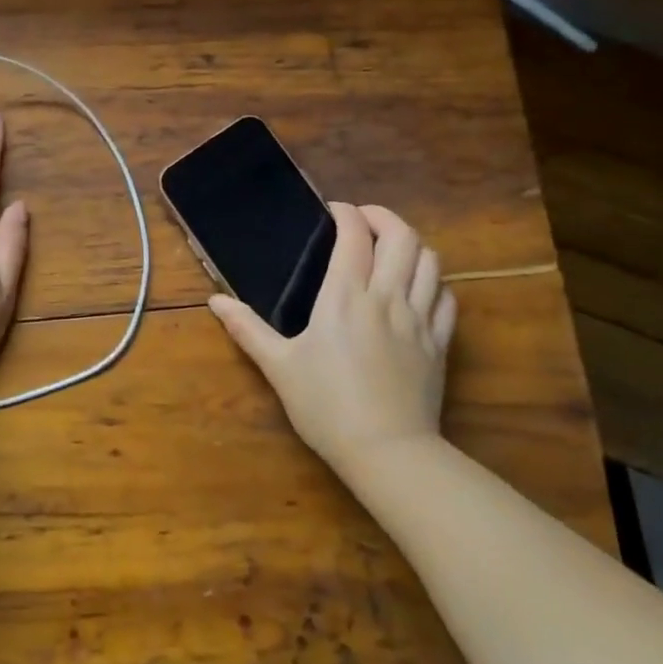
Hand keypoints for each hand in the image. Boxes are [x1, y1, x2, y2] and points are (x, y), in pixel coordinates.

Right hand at [209, 203, 456, 471]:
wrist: (386, 451)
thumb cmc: (325, 406)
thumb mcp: (278, 367)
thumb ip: (247, 328)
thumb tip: (215, 301)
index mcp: (344, 297)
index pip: (354, 235)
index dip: (346, 213)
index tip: (332, 211)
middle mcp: (386, 297)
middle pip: (402, 237)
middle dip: (384, 217)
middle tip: (363, 221)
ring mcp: (419, 319)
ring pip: (431, 262)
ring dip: (411, 245)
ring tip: (390, 250)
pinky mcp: (439, 344)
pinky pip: (446, 298)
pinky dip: (433, 281)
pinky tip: (418, 289)